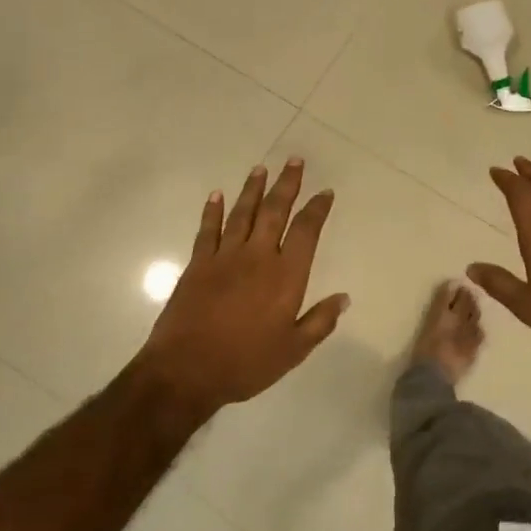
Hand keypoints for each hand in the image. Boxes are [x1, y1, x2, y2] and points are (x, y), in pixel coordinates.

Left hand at [135, 159, 349, 417]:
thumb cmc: (246, 363)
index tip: (325, 193)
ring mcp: (224, 257)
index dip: (317, 209)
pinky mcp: (198, 264)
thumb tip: (343, 298)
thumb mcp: (293, 351)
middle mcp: (257, 257)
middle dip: (287, 184)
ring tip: (261, 168)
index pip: (306, 232)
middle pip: (275, 211)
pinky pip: (208, 230)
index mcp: (286, 276)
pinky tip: (216, 195)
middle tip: (294, 161)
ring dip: (253, 189)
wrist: (187, 370)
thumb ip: (319, 321)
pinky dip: (212, 211)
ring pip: (242, 213)